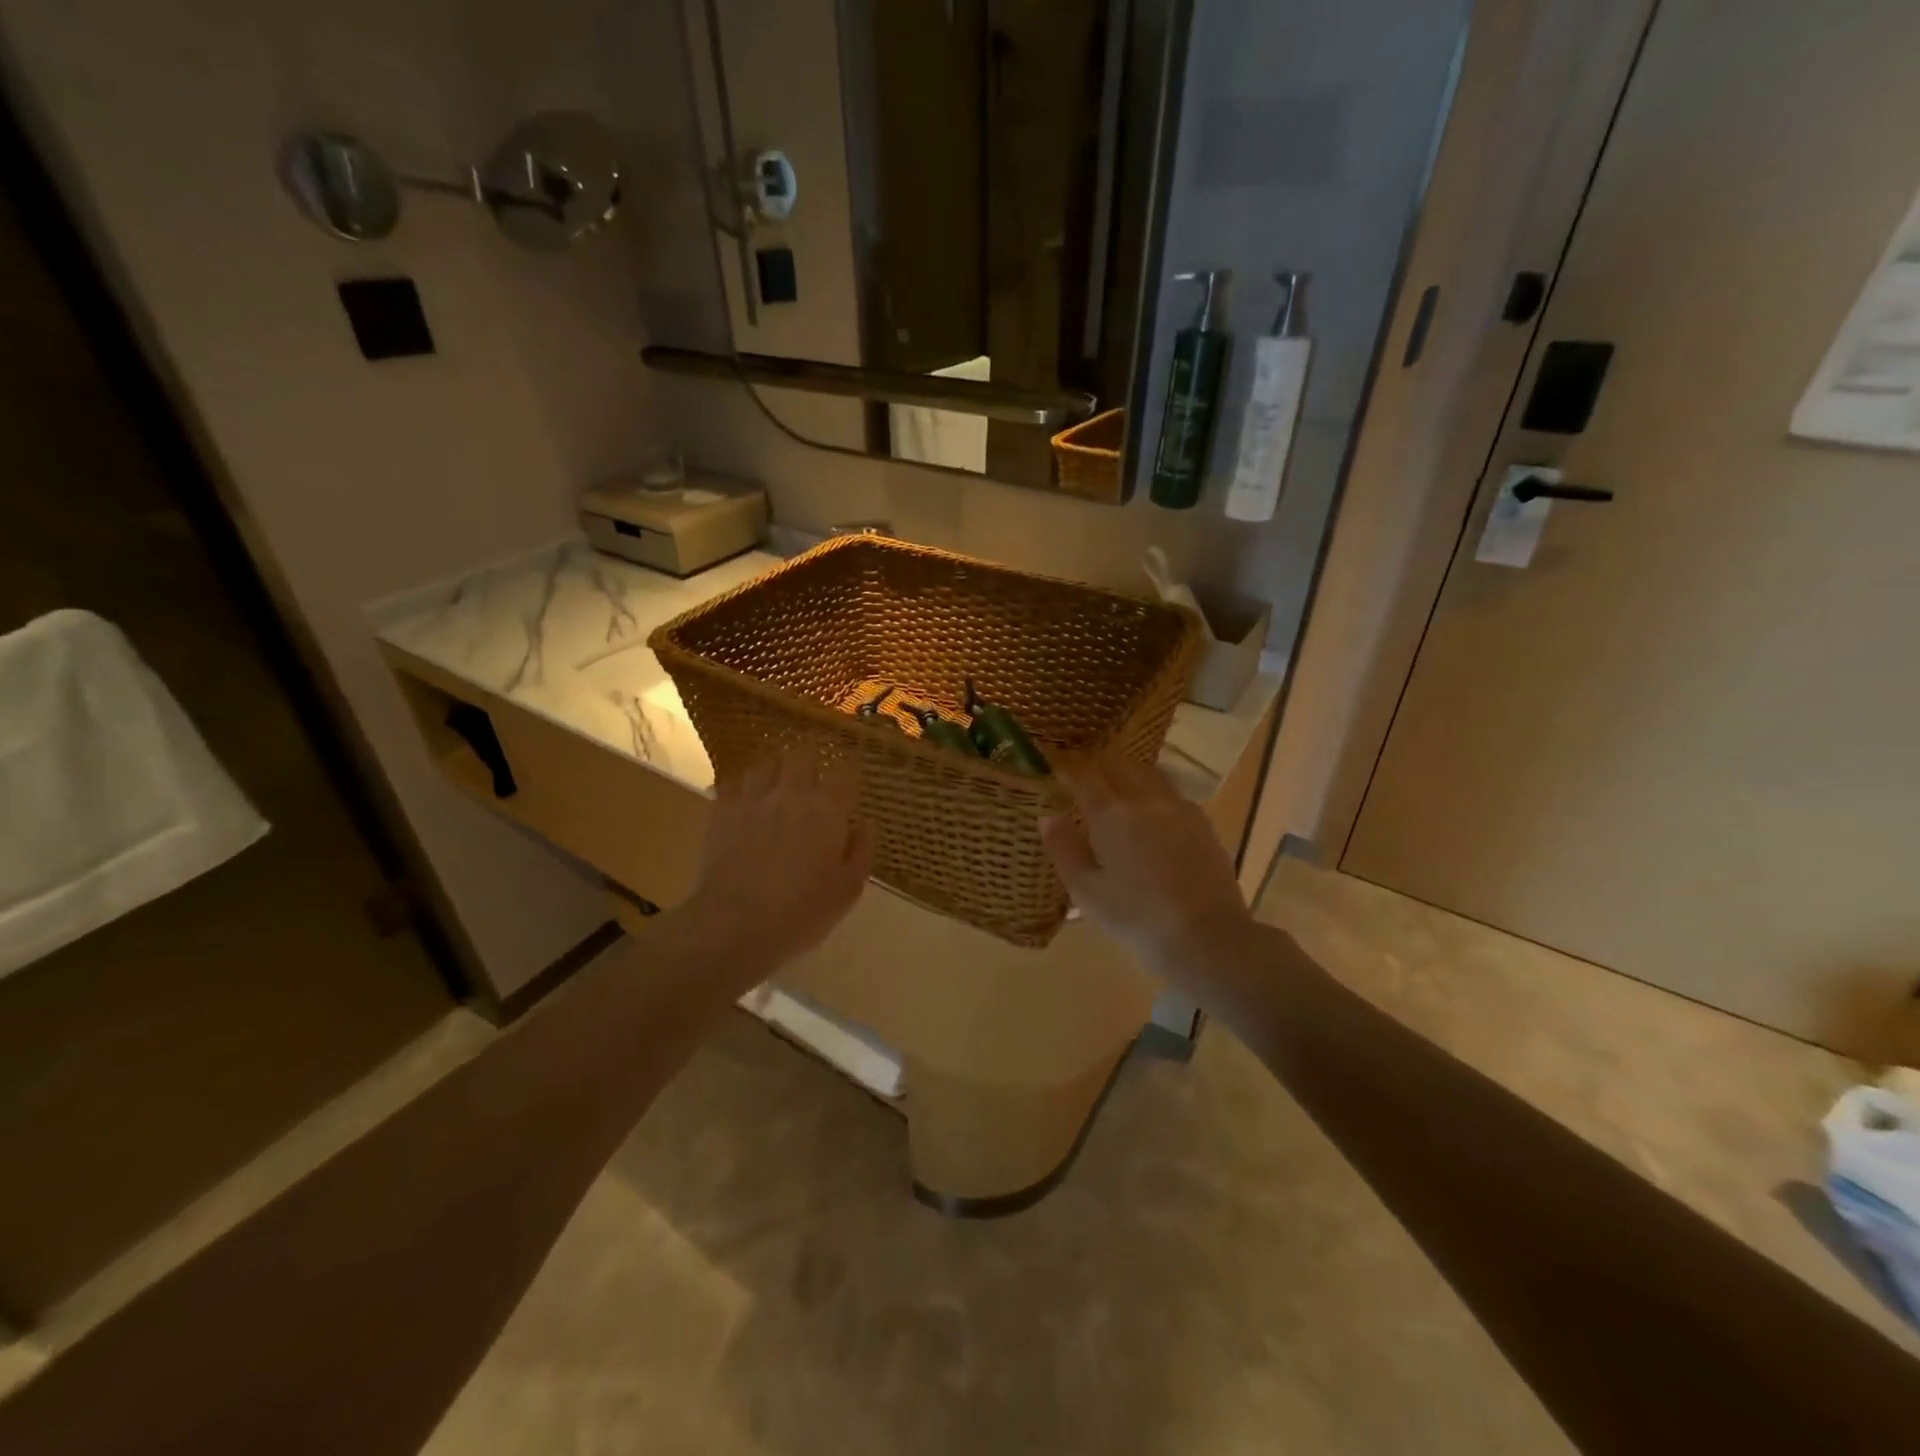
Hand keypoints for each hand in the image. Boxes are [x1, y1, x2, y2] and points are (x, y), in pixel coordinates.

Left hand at [684, 749, 870, 981]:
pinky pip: (732, 783)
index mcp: (827, 810)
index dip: (848, 769)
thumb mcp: (848, 890)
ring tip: (778, 780)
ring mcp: (752, 800)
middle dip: (811, 759)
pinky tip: (744, 796)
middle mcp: (791, 794)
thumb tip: (864, 824)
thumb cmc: (802, 912)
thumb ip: (860, 851)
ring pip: (765, 763)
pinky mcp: (721, 813)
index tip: (849, 778)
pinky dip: (742, 784)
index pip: (843, 771)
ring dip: (776, 768)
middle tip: (814, 774)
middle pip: (802, 755)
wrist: (736, 925)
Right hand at [1040, 753, 1254, 978]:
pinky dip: (1154, 793)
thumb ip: (1064, 849)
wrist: (1208, 937)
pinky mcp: (1203, 824)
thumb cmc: (1137, 918)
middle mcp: (1145, 800)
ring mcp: (1179, 809)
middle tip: (1084, 776)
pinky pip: (1172, 794)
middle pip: (1119, 765)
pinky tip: (1153, 814)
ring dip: (1128, 774)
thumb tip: (1049, 816)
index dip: (1068, 769)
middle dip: (1098, 765)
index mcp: (1111, 814)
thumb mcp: (1086, 891)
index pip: (1084, 776)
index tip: (1056, 768)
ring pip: (1149, 774)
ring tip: (1118, 788)